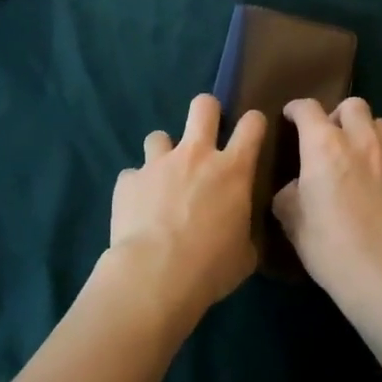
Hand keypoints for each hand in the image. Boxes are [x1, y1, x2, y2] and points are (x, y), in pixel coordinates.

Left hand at [104, 94, 264, 321]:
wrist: (155, 276)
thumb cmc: (210, 267)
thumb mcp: (244, 255)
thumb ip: (243, 231)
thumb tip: (240, 233)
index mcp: (232, 170)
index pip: (252, 125)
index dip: (254, 123)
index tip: (252, 132)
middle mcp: (195, 155)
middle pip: (203, 106)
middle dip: (207, 111)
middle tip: (206, 133)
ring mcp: (158, 163)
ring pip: (158, 135)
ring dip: (162, 153)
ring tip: (162, 179)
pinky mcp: (128, 180)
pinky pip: (132, 176)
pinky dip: (136, 188)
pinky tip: (137, 210)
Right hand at [273, 98, 381, 310]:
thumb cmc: (329, 245)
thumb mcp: (292, 220)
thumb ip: (289, 194)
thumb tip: (295, 188)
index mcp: (323, 145)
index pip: (307, 108)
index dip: (296, 110)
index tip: (291, 118)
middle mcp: (359, 139)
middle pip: (352, 105)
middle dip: (338, 115)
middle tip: (331, 138)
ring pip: (381, 123)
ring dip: (367, 133)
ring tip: (361, 155)